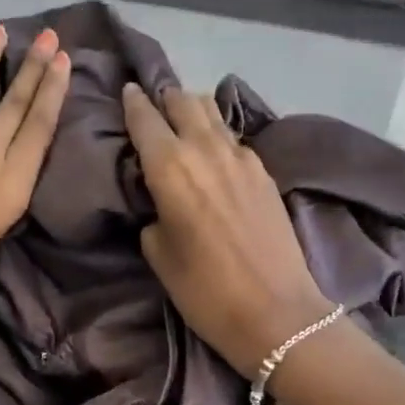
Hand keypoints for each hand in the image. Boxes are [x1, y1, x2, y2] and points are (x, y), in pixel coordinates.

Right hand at [122, 81, 334, 378]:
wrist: (278, 312)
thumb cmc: (206, 290)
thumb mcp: (159, 254)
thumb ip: (154, 214)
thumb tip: (161, 201)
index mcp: (170, 167)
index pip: (145, 117)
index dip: (132, 102)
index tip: (126, 91)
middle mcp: (205, 149)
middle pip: (182, 101)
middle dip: (164, 98)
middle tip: (152, 104)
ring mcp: (241, 156)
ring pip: (212, 111)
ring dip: (192, 108)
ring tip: (182, 117)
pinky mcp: (264, 171)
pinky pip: (233, 136)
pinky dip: (217, 132)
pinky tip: (213, 148)